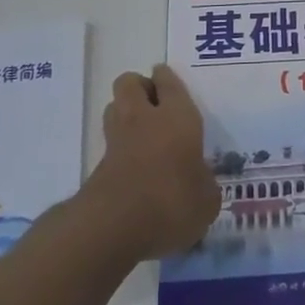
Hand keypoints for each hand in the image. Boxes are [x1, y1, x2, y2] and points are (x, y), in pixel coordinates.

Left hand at [81, 66, 220, 261]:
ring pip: (114, 106)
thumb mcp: (206, 200)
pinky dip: (120, 146)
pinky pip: (110, 142)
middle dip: (140, 87)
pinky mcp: (98, 165)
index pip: (168, 81)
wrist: (114, 227)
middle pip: (130, 82)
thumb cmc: (172, 202)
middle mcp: (144, 118)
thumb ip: (204, 184)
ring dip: (125, 112)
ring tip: (143, 131)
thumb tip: (200, 183)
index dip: (166, 78)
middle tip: (156, 105)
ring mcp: (117, 140)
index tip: (168, 79)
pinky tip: (135, 165)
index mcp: (177, 116)